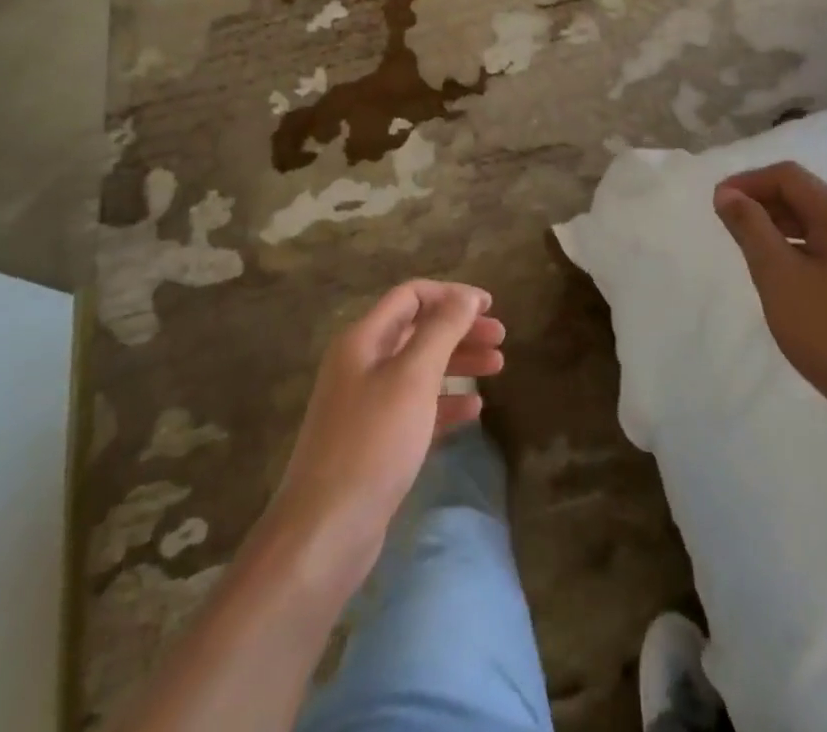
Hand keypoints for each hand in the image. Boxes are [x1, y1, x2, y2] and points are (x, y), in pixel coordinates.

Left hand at [264, 280, 504, 588]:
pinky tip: (474, 411)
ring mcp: (365, 405)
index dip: (452, 295)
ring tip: (497, 368)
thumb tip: (466, 295)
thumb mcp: (413, 376)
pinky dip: (445, 403)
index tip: (489, 307)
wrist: (325, 532)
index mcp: (363, 340)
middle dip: (461, 329)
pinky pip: (416, 407)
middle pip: (418, 331)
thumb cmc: (373, 442)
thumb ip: (442, 330)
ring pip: (420, 369)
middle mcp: (361, 364)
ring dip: (458, 363)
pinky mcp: (374, 442)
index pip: (411, 296)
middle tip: (501, 338)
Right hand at [714, 162, 826, 424]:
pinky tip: (781, 277)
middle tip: (727, 225)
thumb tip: (728, 193)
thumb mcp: (778, 274)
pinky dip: (796, 249)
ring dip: (777, 227)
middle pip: (803, 196)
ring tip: (748, 249)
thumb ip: (751, 228)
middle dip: (762, 202)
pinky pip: (826, 250)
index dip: (748, 182)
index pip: (788, 176)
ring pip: (815, 225)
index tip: (717, 203)